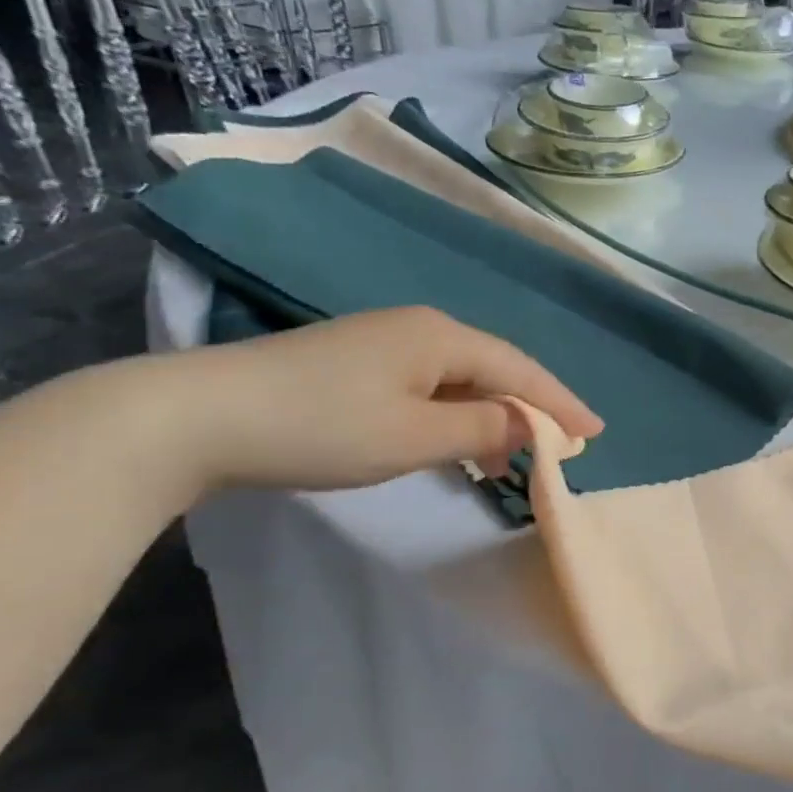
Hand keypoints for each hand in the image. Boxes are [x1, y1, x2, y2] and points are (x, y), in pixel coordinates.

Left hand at [166, 307, 602, 492]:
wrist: (196, 415)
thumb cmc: (322, 426)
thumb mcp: (416, 436)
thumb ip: (482, 427)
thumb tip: (526, 422)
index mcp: (442, 337)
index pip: (521, 369)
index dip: (561, 403)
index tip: (596, 433)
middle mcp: (419, 329)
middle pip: (494, 370)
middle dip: (528, 411)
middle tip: (556, 451)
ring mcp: (383, 343)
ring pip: (459, 380)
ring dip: (488, 418)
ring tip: (502, 462)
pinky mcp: (354, 364)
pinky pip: (427, 387)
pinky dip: (452, 416)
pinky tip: (450, 443)